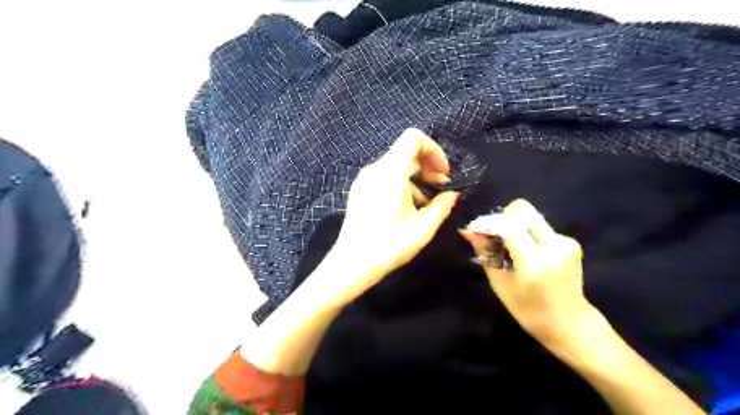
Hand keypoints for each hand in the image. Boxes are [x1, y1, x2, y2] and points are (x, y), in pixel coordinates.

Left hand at [322, 129, 460, 305]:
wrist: (353, 262)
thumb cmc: (390, 245)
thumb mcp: (423, 227)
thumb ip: (442, 206)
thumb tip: (453, 194)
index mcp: (391, 172)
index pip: (413, 138)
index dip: (434, 150)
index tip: (443, 173)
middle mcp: (375, 169)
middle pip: (406, 151)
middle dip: (428, 164)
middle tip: (442, 185)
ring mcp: (365, 179)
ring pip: (396, 164)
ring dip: (416, 175)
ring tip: (429, 200)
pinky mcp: (360, 189)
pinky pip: (385, 176)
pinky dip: (402, 182)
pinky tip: (410, 205)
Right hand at [461, 200, 592, 347]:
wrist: (571, 324)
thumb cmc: (529, 311)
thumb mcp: (501, 285)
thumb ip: (486, 254)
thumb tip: (470, 231)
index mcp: (535, 262)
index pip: (509, 225)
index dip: (489, 222)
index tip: (477, 230)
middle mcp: (554, 246)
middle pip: (523, 209)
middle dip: (503, 218)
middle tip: (495, 236)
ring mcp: (565, 242)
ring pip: (531, 216)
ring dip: (515, 226)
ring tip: (510, 248)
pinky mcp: (570, 242)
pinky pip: (540, 226)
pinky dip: (528, 234)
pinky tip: (527, 253)